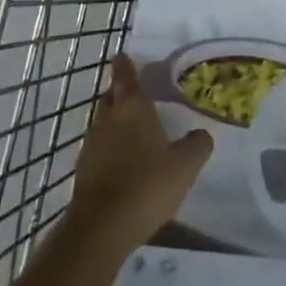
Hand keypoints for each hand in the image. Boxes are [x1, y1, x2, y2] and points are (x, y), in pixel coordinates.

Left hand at [67, 55, 213, 256]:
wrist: (101, 230)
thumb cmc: (146, 185)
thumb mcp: (185, 165)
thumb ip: (197, 145)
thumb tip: (202, 134)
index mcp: (131, 108)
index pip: (125, 75)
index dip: (125, 64)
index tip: (125, 56)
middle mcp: (107, 119)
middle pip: (111, 96)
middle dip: (121, 93)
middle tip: (138, 95)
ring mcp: (91, 145)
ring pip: (103, 123)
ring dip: (115, 123)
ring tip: (134, 131)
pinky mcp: (83, 172)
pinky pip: (99, 149)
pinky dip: (110, 149)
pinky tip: (124, 163)